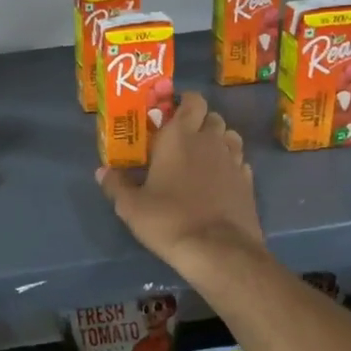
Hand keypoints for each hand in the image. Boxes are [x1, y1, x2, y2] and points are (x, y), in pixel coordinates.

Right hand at [98, 92, 263, 278]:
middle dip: (199, 122)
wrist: (218, 250)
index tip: (169, 115)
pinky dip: (230, 164)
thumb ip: (116, 185)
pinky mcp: (248, 182)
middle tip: (181, 141)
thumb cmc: (168, 220)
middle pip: (212, 117)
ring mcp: (234, 160)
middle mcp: (210, 141)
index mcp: (179, 136)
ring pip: (230, 136)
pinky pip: (240, 161)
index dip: (183, 103)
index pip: (191, 101)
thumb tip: (102, 171)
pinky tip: (218, 181)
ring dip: (218, 141)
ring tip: (201, 159)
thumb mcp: (131, 207)